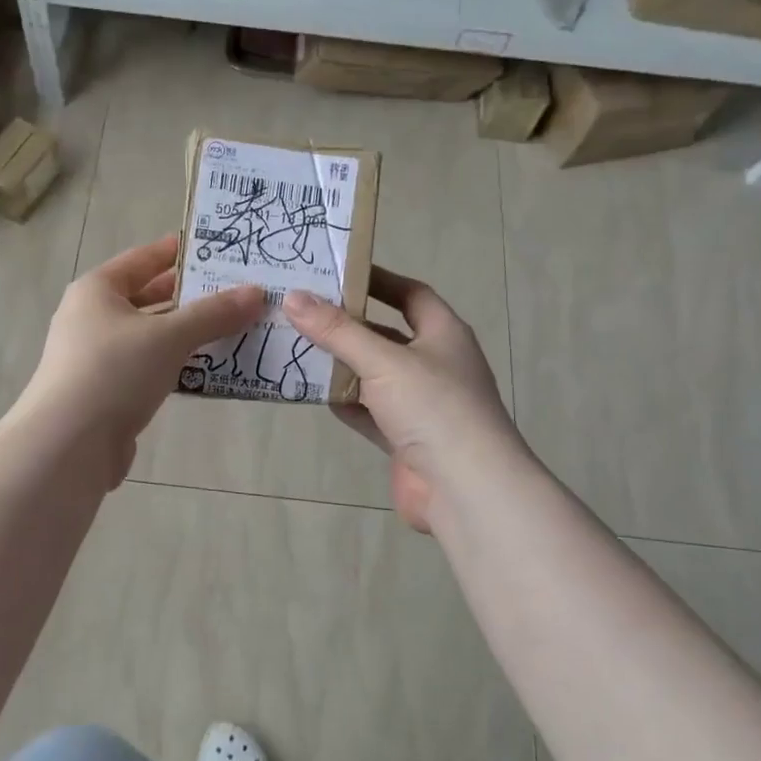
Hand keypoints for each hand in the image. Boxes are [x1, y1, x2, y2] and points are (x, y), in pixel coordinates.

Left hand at [16, 235, 263, 486]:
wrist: (69, 445)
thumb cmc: (114, 372)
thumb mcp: (169, 336)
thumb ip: (214, 314)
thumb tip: (257, 293)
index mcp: (97, 291)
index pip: (142, 259)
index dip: (177, 252)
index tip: (215, 248)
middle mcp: (93, 318)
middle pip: (149, 298)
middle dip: (191, 297)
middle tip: (236, 291)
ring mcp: (98, 357)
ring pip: (152, 336)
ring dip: (188, 334)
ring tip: (235, 328)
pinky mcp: (108, 392)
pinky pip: (150, 368)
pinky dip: (177, 365)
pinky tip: (209, 369)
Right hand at [286, 268, 519, 532]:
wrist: (466, 488)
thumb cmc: (433, 408)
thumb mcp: (383, 361)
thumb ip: (338, 331)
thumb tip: (294, 297)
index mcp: (443, 334)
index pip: (410, 294)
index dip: (377, 280)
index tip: (336, 272)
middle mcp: (434, 364)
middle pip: (386, 335)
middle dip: (348, 325)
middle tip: (302, 312)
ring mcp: (421, 404)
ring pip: (374, 376)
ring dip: (342, 366)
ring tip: (296, 347)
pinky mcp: (405, 438)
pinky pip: (369, 412)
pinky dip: (346, 403)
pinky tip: (314, 394)